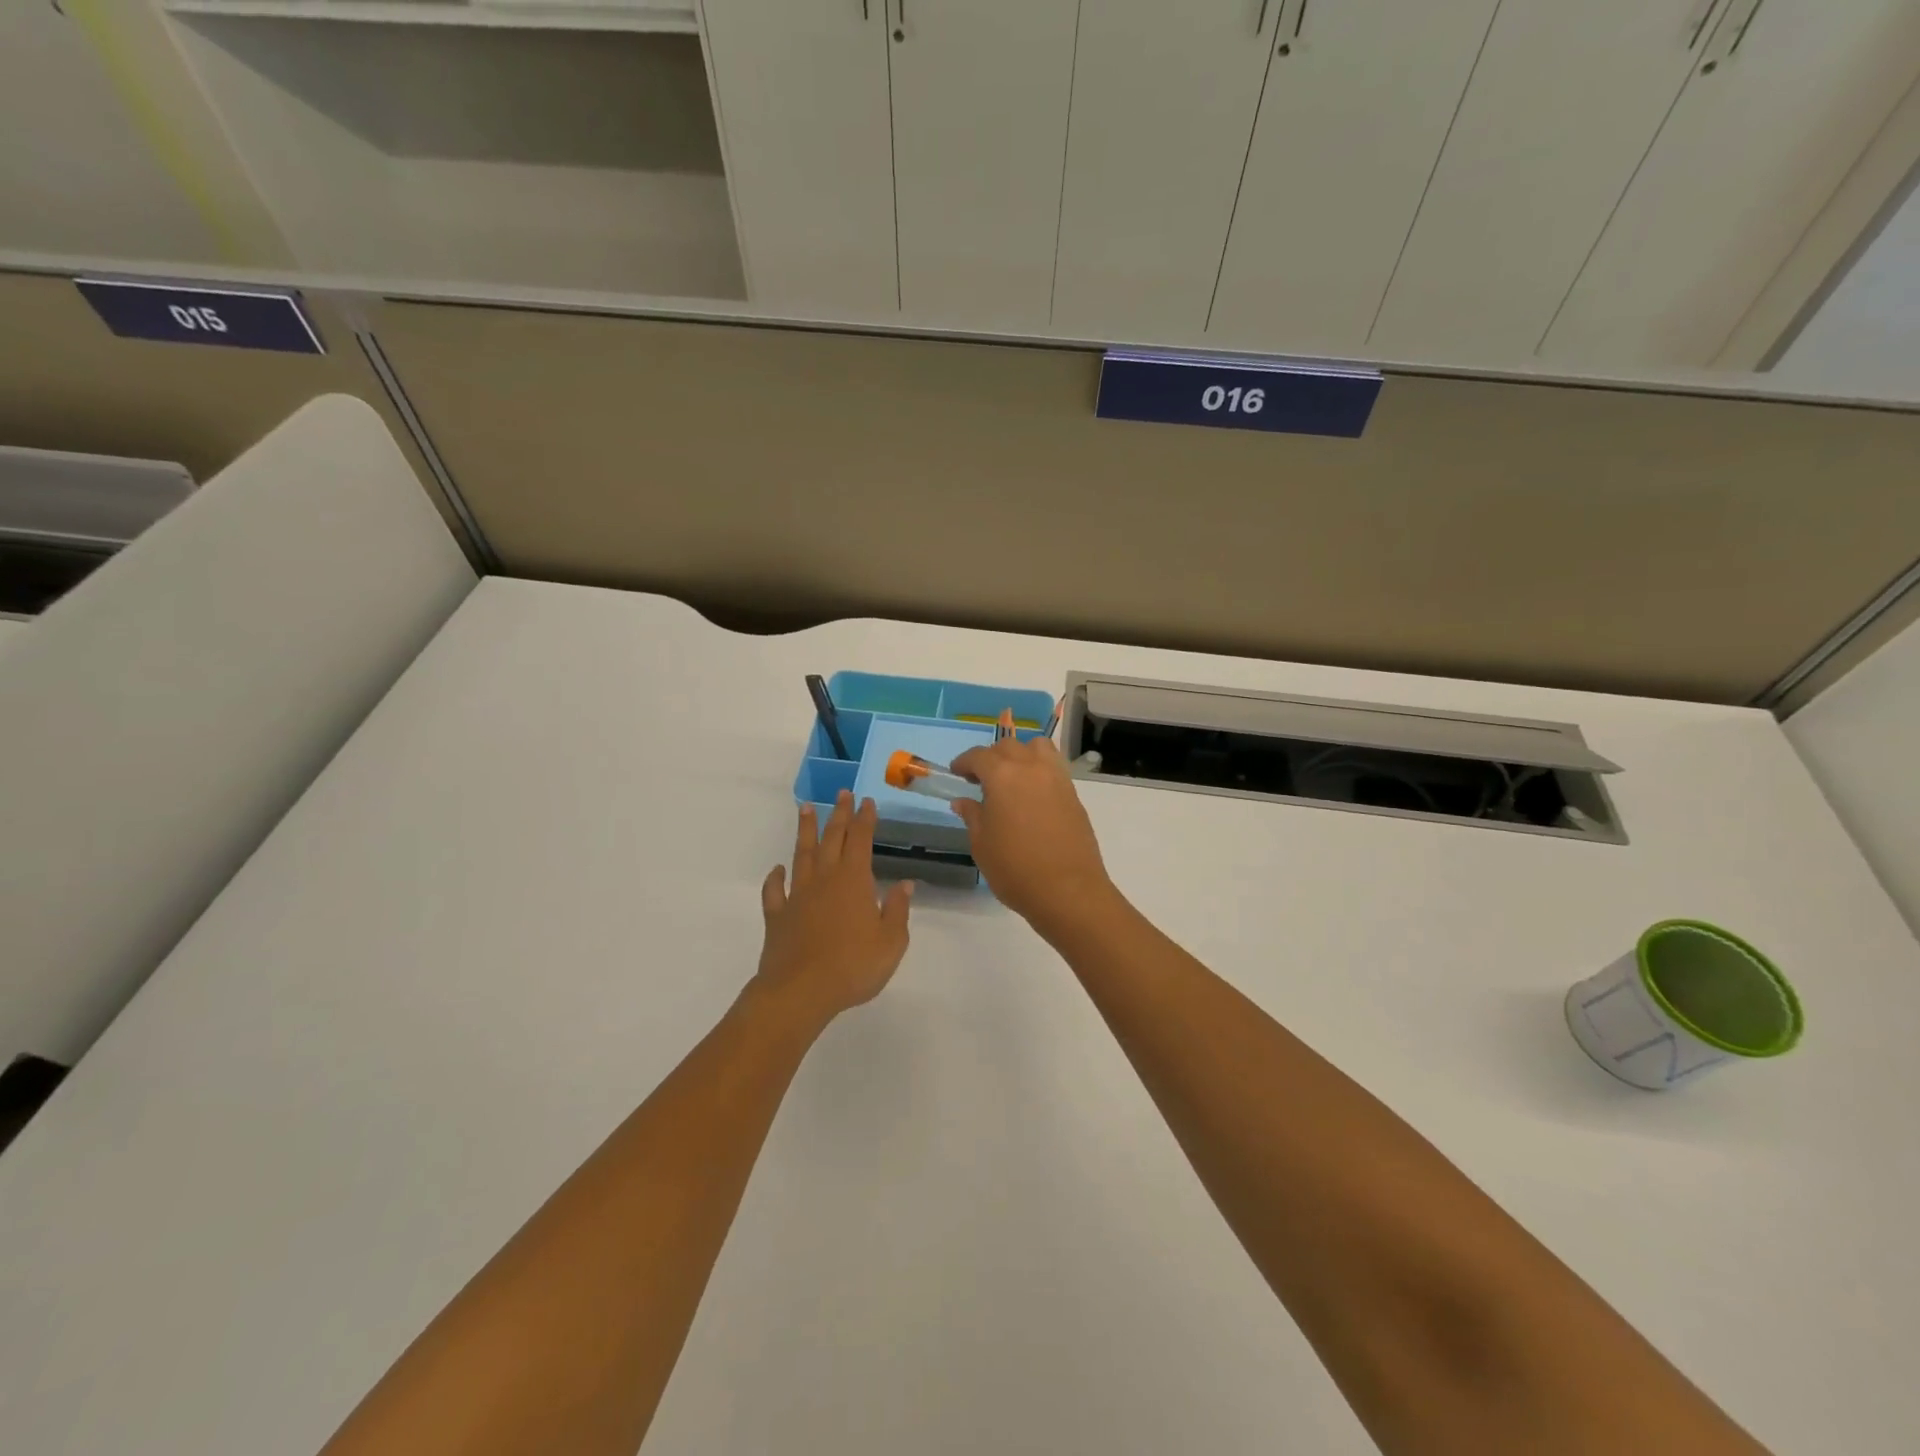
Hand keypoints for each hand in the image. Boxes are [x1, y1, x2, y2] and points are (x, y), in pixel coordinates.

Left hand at [756, 791, 912, 1023]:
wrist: (800, 991)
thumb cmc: (853, 966)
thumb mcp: (891, 942)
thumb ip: (898, 910)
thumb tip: (904, 884)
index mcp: (854, 881)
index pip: (860, 840)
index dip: (864, 819)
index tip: (867, 801)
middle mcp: (824, 879)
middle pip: (832, 839)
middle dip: (839, 815)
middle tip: (841, 793)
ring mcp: (797, 896)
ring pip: (801, 855)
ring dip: (806, 831)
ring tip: (806, 809)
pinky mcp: (777, 916)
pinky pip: (774, 891)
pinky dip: (775, 878)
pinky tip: (777, 870)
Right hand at [948, 737, 1115, 936]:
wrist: (1068, 891)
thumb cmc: (1015, 869)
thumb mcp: (982, 844)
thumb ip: (972, 816)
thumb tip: (963, 801)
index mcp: (1003, 776)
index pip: (979, 756)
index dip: (964, 762)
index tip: (957, 773)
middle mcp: (1031, 768)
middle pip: (1009, 747)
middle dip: (991, 757)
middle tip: (980, 780)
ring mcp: (1057, 778)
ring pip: (1037, 748)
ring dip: (1021, 754)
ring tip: (1012, 778)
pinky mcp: (1073, 794)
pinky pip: (1053, 767)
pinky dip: (1039, 770)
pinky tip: (1031, 795)